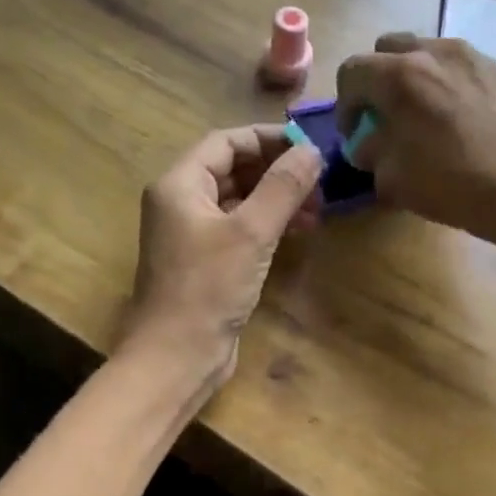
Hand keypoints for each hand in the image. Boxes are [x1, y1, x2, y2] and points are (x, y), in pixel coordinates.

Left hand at [119, 124, 323, 392]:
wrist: (176, 356)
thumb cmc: (208, 288)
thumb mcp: (251, 232)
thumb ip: (283, 187)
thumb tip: (312, 151)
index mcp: (180, 184)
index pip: (226, 142)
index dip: (269, 139)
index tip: (309, 147)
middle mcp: (181, 202)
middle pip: (233, 169)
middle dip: (277, 172)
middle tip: (319, 183)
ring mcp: (192, 234)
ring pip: (239, 200)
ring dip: (277, 200)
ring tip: (317, 210)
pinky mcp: (205, 262)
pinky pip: (239, 229)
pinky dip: (267, 225)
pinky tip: (298, 232)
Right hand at [336, 34, 495, 292]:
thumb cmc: (449, 183)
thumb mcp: (390, 177)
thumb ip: (370, 150)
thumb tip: (368, 142)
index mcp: (399, 75)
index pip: (352, 71)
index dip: (345, 104)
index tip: (354, 133)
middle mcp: (433, 52)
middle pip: (386, 49)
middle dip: (376, 80)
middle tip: (382, 115)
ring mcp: (470, 57)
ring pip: (424, 52)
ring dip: (411, 77)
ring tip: (419, 113)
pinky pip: (455, 65)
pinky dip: (443, 82)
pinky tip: (452, 116)